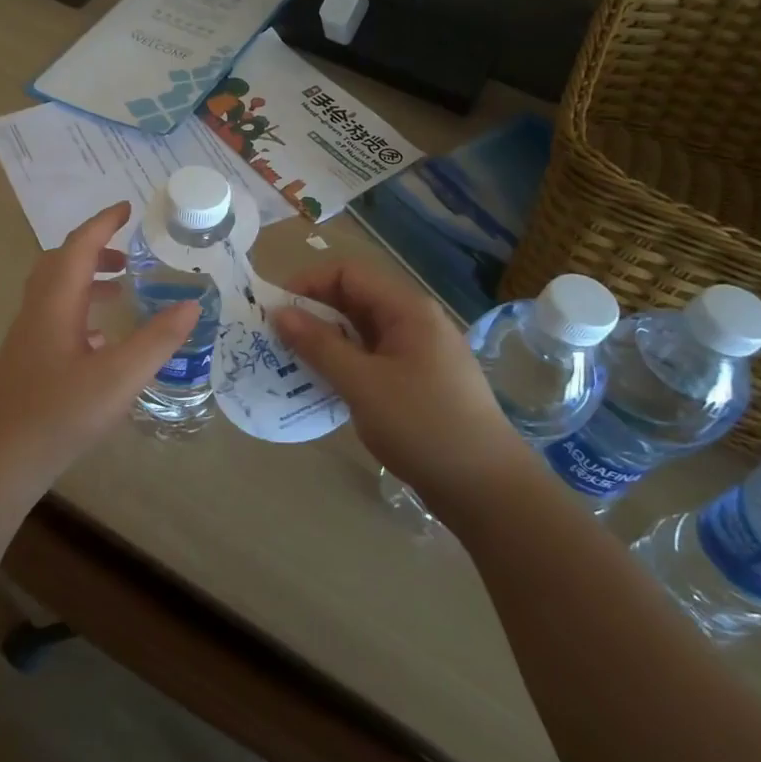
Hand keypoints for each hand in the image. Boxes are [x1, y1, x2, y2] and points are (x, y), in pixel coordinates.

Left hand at [0, 203, 199, 486]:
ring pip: (57, 291)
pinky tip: (102, 338)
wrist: (3, 459)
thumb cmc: (61, 413)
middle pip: (62, 263)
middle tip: (129, 254)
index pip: (79, 246)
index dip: (103, 223)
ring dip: (88, 279)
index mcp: (56, 303)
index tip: (127, 207)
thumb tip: (192, 304)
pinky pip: (55, 317)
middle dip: (94, 249)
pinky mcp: (29, 360)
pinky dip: (80, 311)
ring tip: (122, 289)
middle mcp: (37, 311)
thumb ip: (157, 340)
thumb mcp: (120, 377)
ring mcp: (29, 336)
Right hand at [272, 259, 527, 520]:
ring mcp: (417, 352)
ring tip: (290, 363)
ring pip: (360, 331)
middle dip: (312, 314)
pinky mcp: (417, 381)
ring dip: (324, 341)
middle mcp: (414, 322)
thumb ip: (319, 345)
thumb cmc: (423, 426)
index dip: (307, 284)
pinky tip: (321, 386)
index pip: (348, 273)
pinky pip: (371, 358)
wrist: (486, 487)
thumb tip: (279, 313)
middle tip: (275, 341)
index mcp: (407, 309)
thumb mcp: (363, 384)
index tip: (274, 312)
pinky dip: (343, 364)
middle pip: (354, 299)